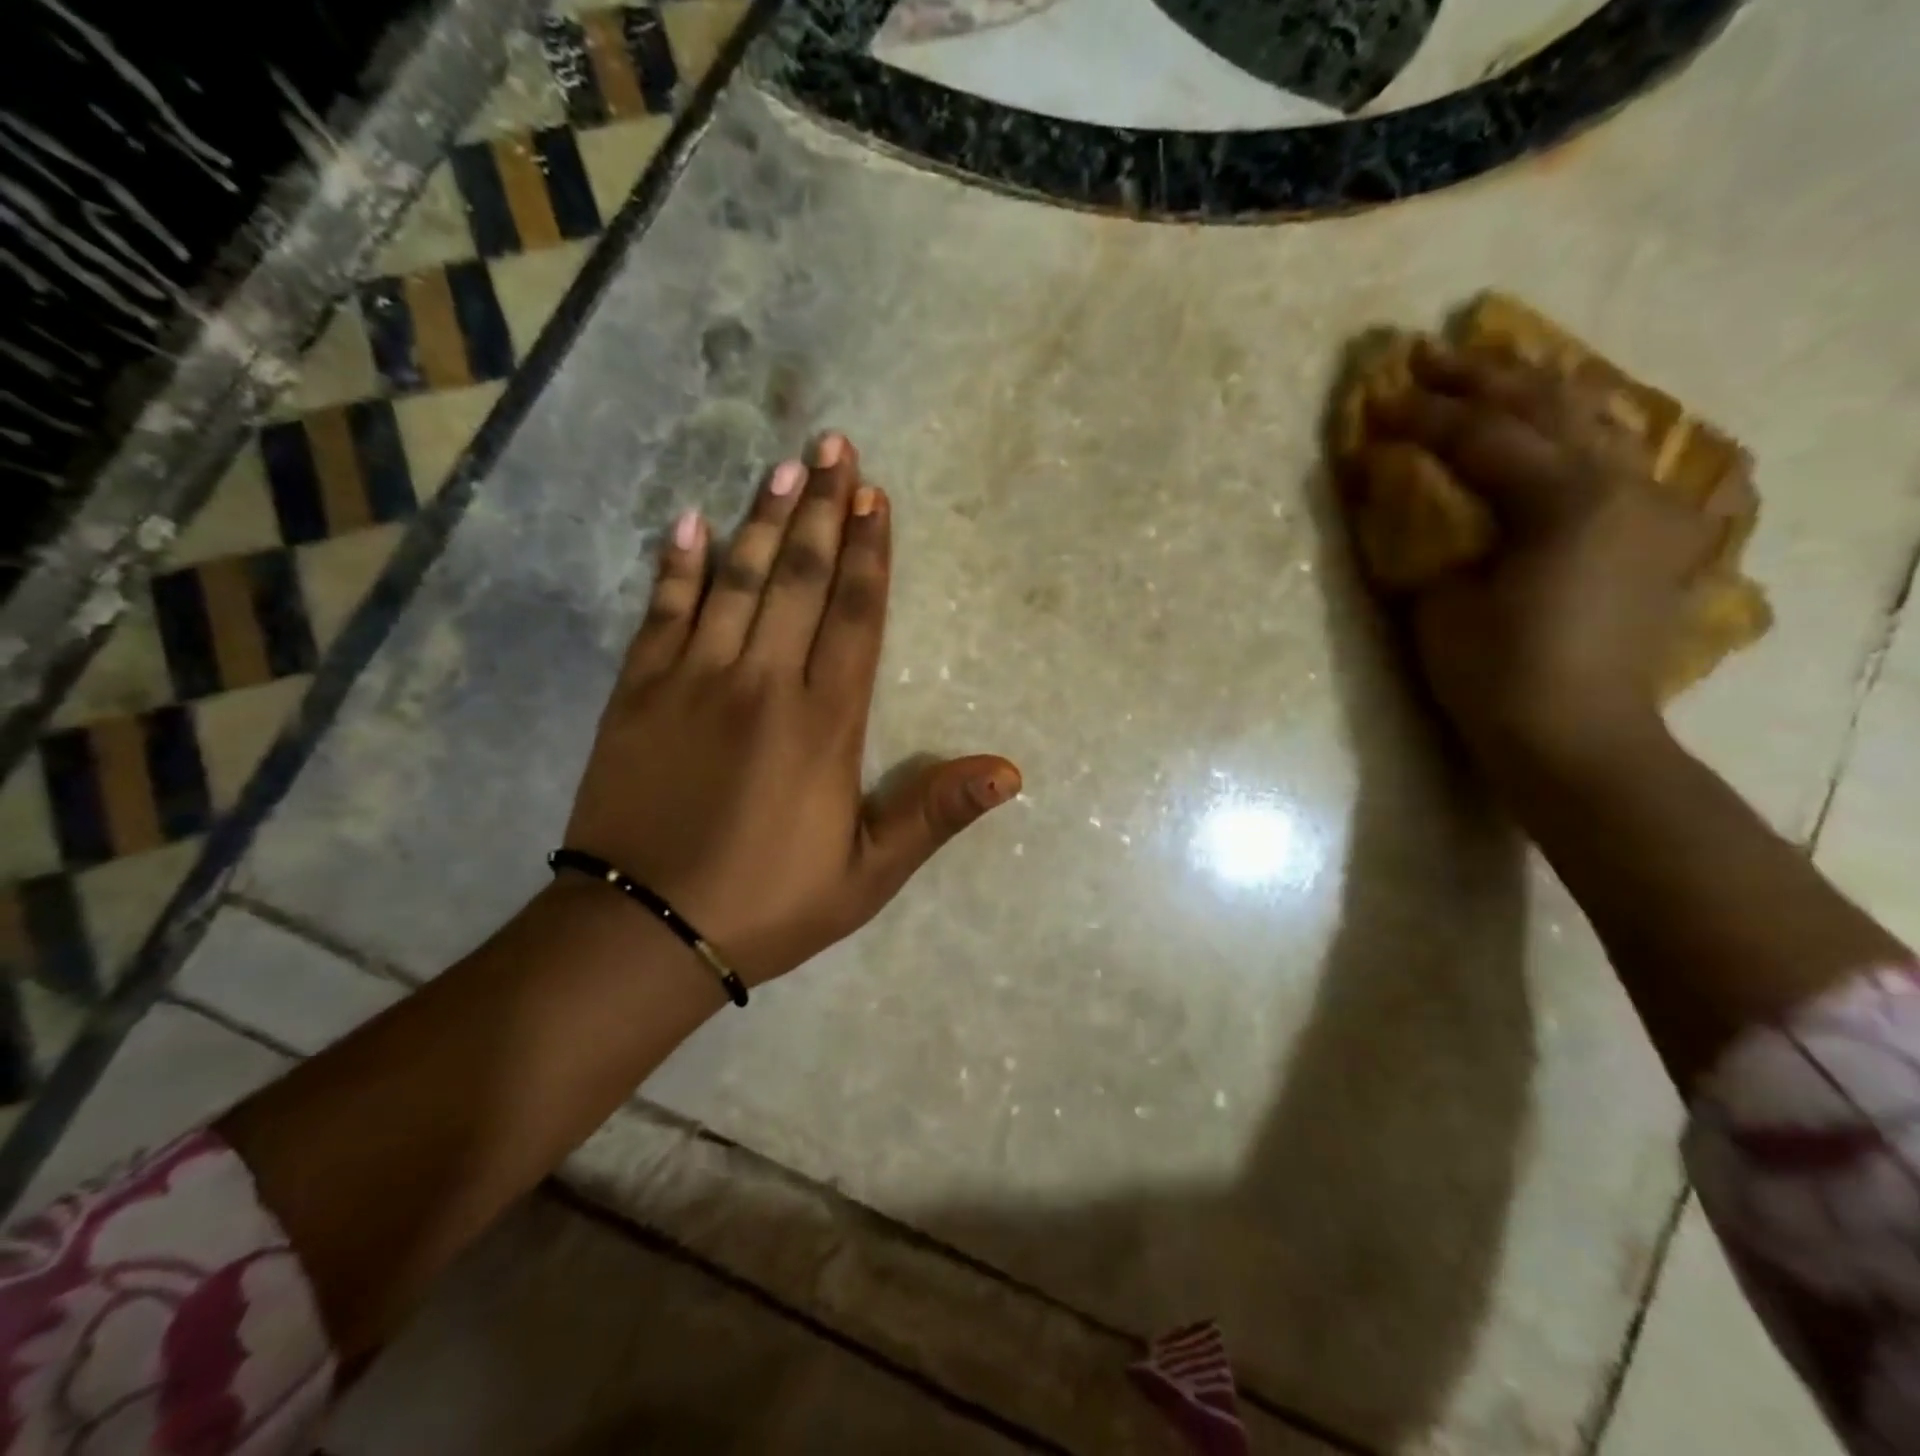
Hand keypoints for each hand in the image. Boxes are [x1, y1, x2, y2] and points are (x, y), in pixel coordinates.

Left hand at [563, 433, 1019, 985]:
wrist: (644, 931)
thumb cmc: (768, 903)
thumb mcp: (867, 875)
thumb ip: (933, 814)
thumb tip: (1010, 772)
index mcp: (824, 724)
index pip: (854, 617)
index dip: (868, 554)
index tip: (875, 498)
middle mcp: (763, 684)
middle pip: (799, 579)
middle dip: (821, 509)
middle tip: (834, 446)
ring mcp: (694, 681)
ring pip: (737, 581)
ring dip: (763, 519)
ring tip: (785, 465)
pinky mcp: (638, 693)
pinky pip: (662, 613)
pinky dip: (678, 566)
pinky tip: (691, 523)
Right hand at [1364, 342, 1743, 771]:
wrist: (1574, 736)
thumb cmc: (1495, 675)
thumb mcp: (1439, 602)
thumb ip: (1426, 533)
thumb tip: (1399, 488)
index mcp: (1564, 501)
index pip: (1480, 436)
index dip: (1420, 415)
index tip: (1372, 399)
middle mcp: (1618, 484)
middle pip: (1544, 407)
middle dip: (1478, 377)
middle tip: (1423, 356)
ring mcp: (1644, 504)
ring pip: (1588, 419)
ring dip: (1530, 389)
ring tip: (1484, 367)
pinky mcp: (1646, 530)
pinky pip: (1608, 453)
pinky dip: (1569, 427)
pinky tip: (1547, 418)